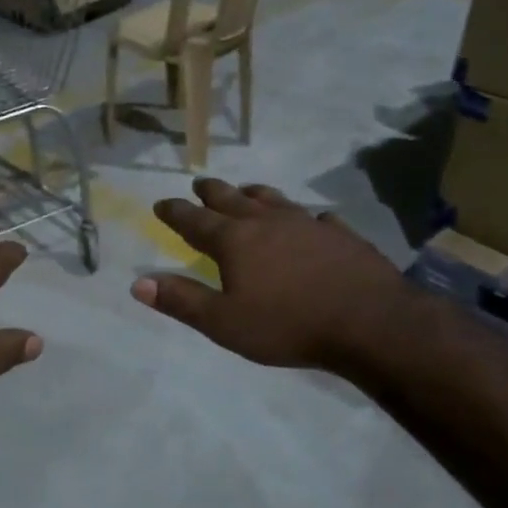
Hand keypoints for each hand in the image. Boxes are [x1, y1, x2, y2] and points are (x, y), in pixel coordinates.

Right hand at [133, 178, 410, 371]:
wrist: (369, 322)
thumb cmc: (288, 324)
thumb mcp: (224, 322)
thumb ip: (181, 301)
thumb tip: (138, 282)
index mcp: (235, 241)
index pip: (195, 220)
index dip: (175, 212)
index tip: (161, 203)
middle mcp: (267, 222)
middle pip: (232, 199)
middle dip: (211, 192)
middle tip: (200, 183)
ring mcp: (307, 223)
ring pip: (274, 199)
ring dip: (254, 193)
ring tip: (246, 190)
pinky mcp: (341, 234)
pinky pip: (317, 218)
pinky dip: (305, 217)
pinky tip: (312, 221)